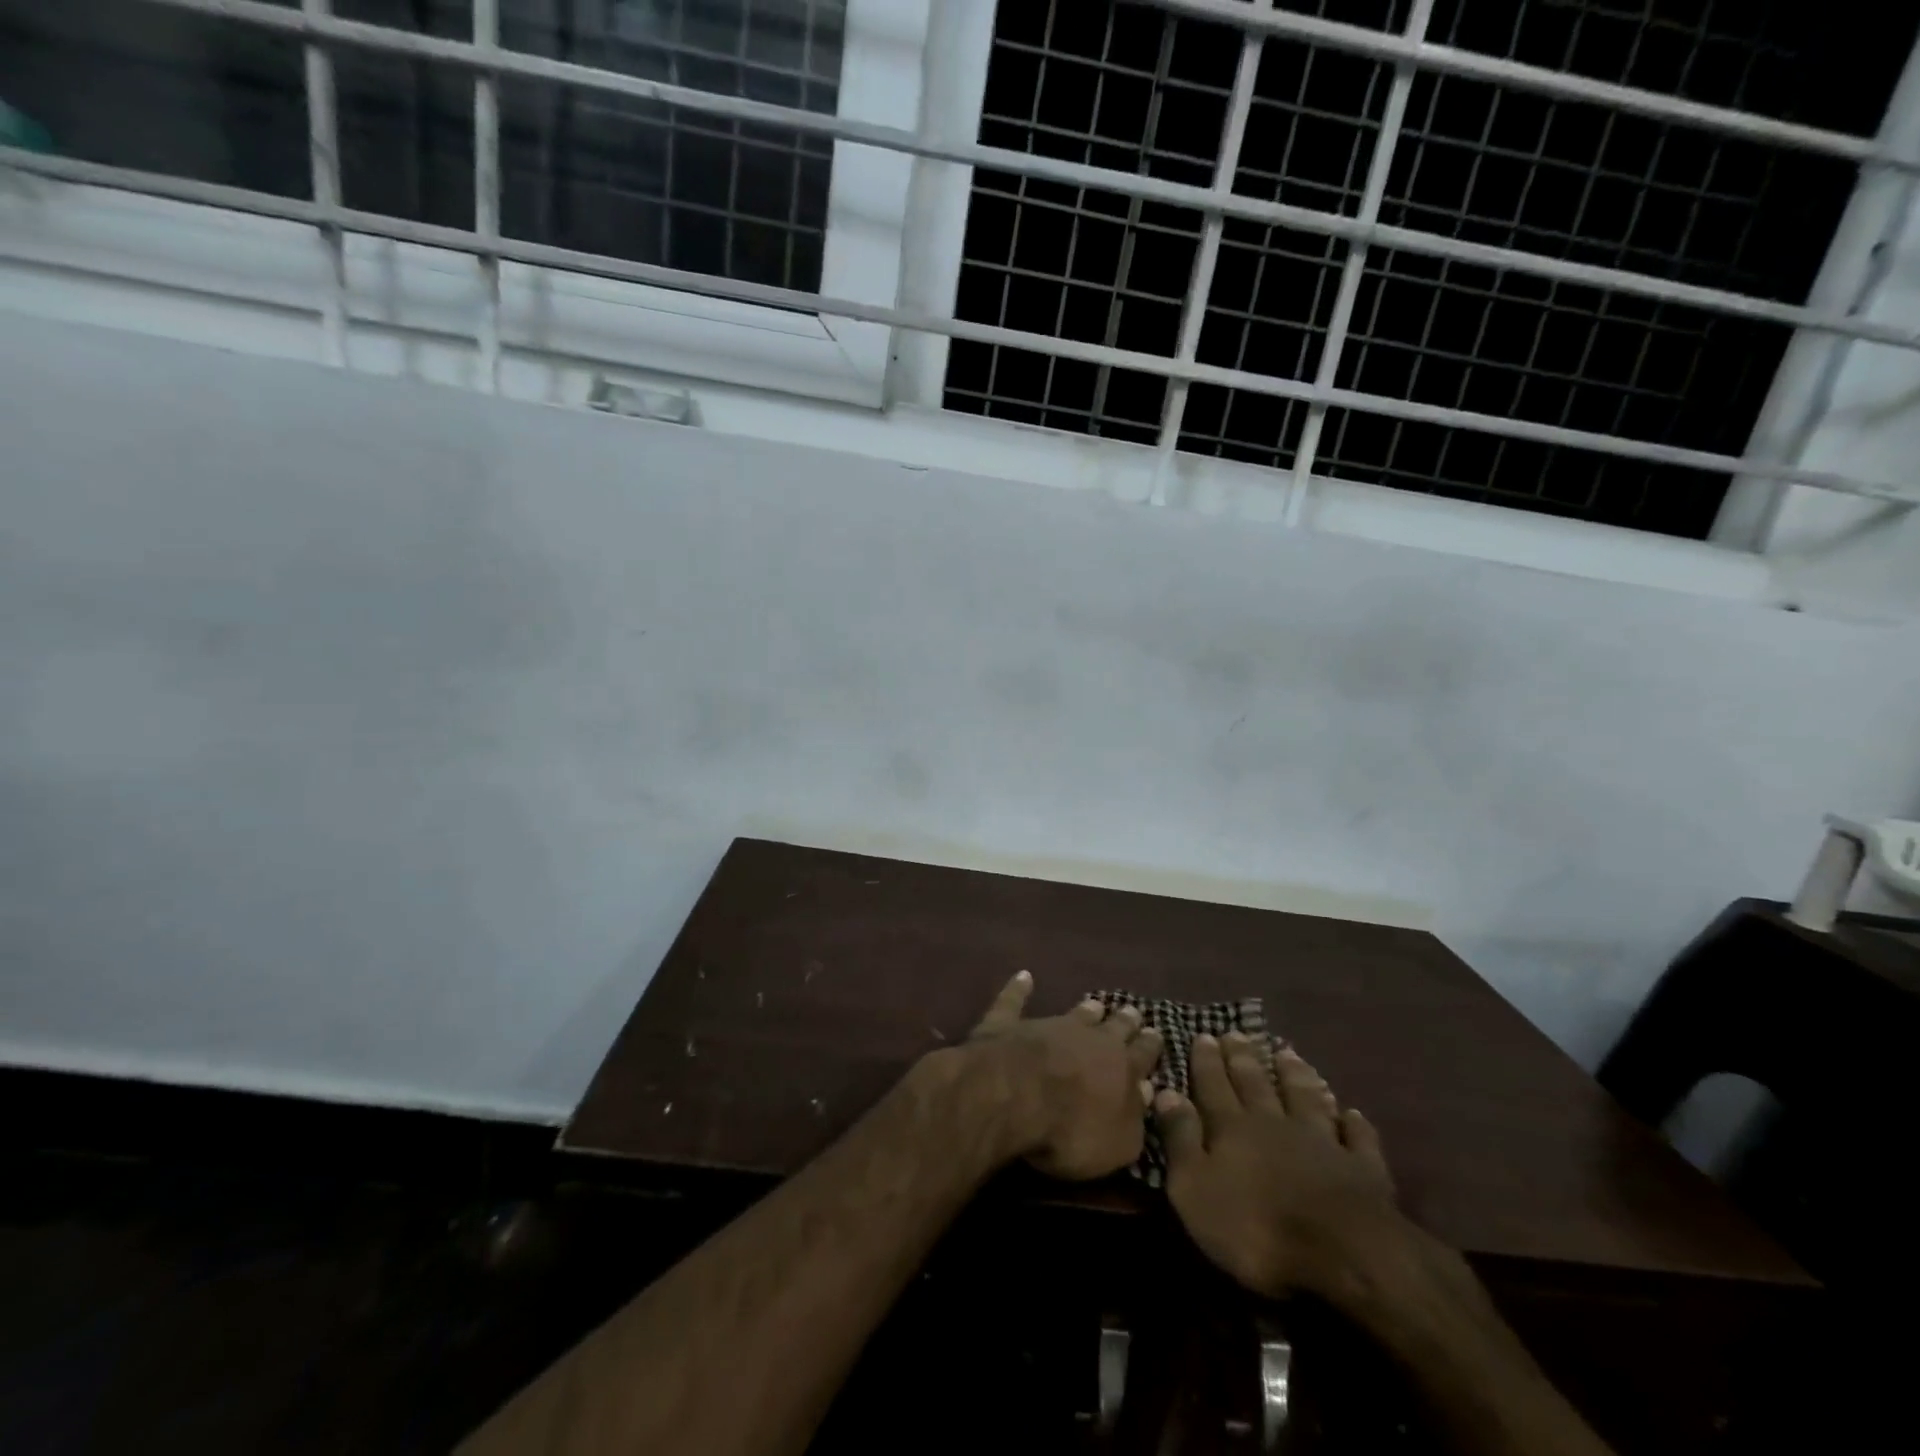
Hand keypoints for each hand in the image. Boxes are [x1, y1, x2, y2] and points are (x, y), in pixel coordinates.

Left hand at [958, 972, 1163, 1180]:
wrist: (1016, 1095)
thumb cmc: (1072, 1130)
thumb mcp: (1119, 1143)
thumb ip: (1135, 1119)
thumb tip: (1146, 1091)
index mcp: (1121, 1068)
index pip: (1142, 1054)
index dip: (1150, 1045)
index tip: (1157, 1032)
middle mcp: (1090, 1038)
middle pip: (1114, 1026)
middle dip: (1125, 1021)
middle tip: (1133, 1011)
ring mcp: (1048, 1026)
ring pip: (1074, 1013)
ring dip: (1085, 1009)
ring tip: (1095, 1003)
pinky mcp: (1009, 1024)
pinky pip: (1014, 1001)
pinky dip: (1018, 989)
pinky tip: (1023, 976)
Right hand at [1155, 1032, 1398, 1299]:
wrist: (1344, 1254)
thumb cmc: (1256, 1227)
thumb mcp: (1195, 1188)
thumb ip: (1181, 1138)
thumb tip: (1166, 1091)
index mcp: (1233, 1128)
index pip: (1214, 1086)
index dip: (1207, 1062)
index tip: (1204, 1035)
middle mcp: (1275, 1123)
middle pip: (1256, 1084)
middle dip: (1244, 1058)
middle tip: (1237, 1033)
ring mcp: (1323, 1142)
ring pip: (1305, 1098)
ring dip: (1295, 1075)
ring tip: (1288, 1053)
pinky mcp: (1363, 1168)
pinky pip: (1358, 1138)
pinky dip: (1353, 1123)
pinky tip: (1351, 1112)